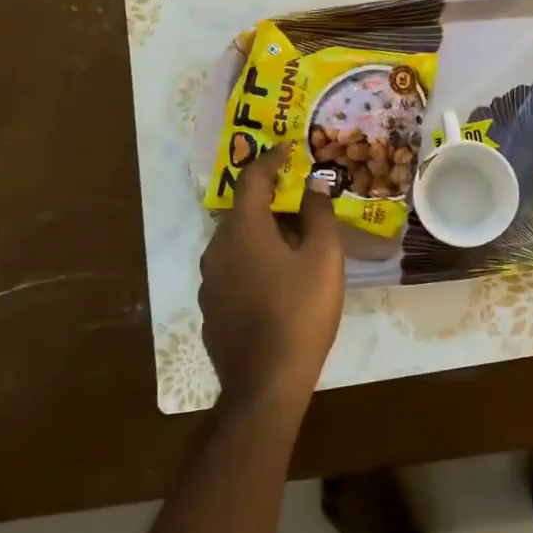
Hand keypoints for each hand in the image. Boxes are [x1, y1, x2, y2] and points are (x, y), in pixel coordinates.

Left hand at [198, 145, 344, 415]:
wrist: (265, 383)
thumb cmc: (300, 312)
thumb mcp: (324, 259)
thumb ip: (319, 214)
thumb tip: (314, 184)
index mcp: (243, 231)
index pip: (252, 180)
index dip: (270, 160)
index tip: (287, 149)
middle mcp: (218, 249)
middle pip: (243, 212)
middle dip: (270, 202)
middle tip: (302, 203)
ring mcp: (209, 282)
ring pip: (236, 243)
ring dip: (262, 234)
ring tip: (294, 244)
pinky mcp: (211, 309)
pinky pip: (233, 270)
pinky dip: (254, 262)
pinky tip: (277, 282)